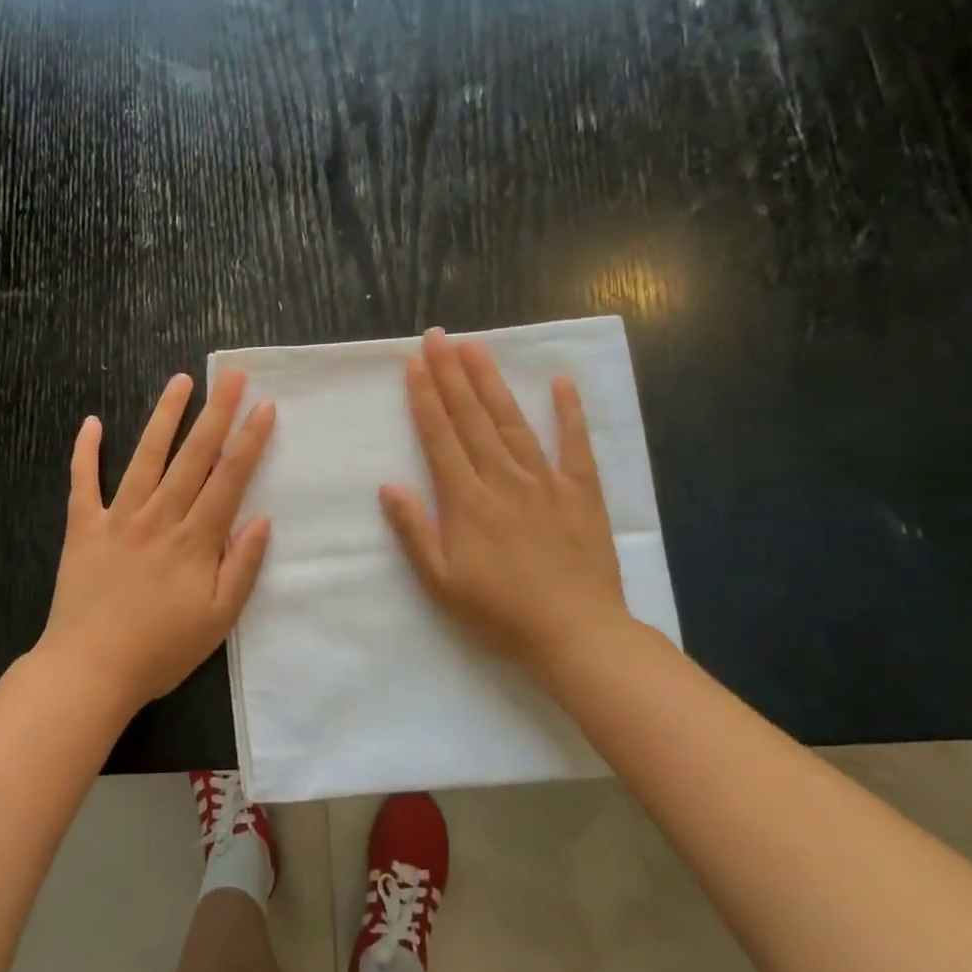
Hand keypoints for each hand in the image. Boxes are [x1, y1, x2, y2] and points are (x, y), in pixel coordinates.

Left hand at [36, 370, 276, 712]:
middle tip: (232, 375)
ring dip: (164, 416)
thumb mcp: (219, 620)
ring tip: (181, 381)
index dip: (249, 441)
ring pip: (146, 457)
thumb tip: (262, 520)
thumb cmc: (161, 650)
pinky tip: (92, 422)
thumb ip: (242, 566)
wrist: (90, 670)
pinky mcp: (83, 528)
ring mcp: (118, 518)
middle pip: (193, 456)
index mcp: (195, 540)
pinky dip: (86, 451)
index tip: (264, 407)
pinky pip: (83, 482)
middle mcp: (159, 517)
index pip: (229, 479)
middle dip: (216, 413)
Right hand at [379, 328, 632, 681]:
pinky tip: (562, 383)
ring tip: (476, 347)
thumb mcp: (441, 582)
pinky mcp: (581, 492)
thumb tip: (389, 485)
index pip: (440, 437)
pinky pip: (575, 445)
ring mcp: (546, 482)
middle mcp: (504, 479)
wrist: (576, 635)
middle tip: (438, 336)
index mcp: (467, 501)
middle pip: (471, 418)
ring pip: (512, 422)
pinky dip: (569, 412)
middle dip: (451, 374)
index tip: (413, 362)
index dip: (424, 397)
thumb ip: (415, 531)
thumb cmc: (500, 614)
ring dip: (491, 382)